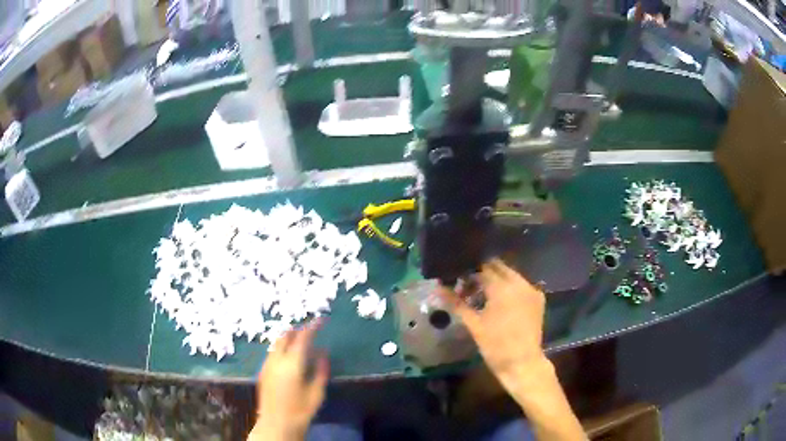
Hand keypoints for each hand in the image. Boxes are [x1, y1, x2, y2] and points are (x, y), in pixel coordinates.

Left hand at [249, 322, 328, 440]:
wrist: (277, 423)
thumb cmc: (301, 410)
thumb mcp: (317, 392)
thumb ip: (320, 370)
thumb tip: (323, 353)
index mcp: (292, 364)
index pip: (302, 338)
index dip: (312, 327)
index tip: (321, 320)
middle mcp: (276, 360)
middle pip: (285, 336)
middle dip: (297, 330)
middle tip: (309, 330)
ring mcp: (267, 365)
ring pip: (276, 343)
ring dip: (287, 338)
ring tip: (299, 341)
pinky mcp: (262, 372)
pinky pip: (272, 352)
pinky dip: (281, 348)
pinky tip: (288, 357)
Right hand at [438, 259, 547, 398]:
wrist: (522, 363)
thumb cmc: (495, 345)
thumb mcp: (473, 324)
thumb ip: (456, 303)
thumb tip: (438, 288)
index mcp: (502, 287)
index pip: (482, 268)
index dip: (468, 273)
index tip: (458, 282)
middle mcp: (519, 282)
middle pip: (498, 267)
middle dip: (482, 273)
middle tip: (468, 287)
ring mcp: (531, 289)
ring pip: (510, 275)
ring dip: (496, 280)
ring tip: (482, 296)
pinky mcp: (538, 298)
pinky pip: (521, 285)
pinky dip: (509, 288)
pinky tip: (500, 302)